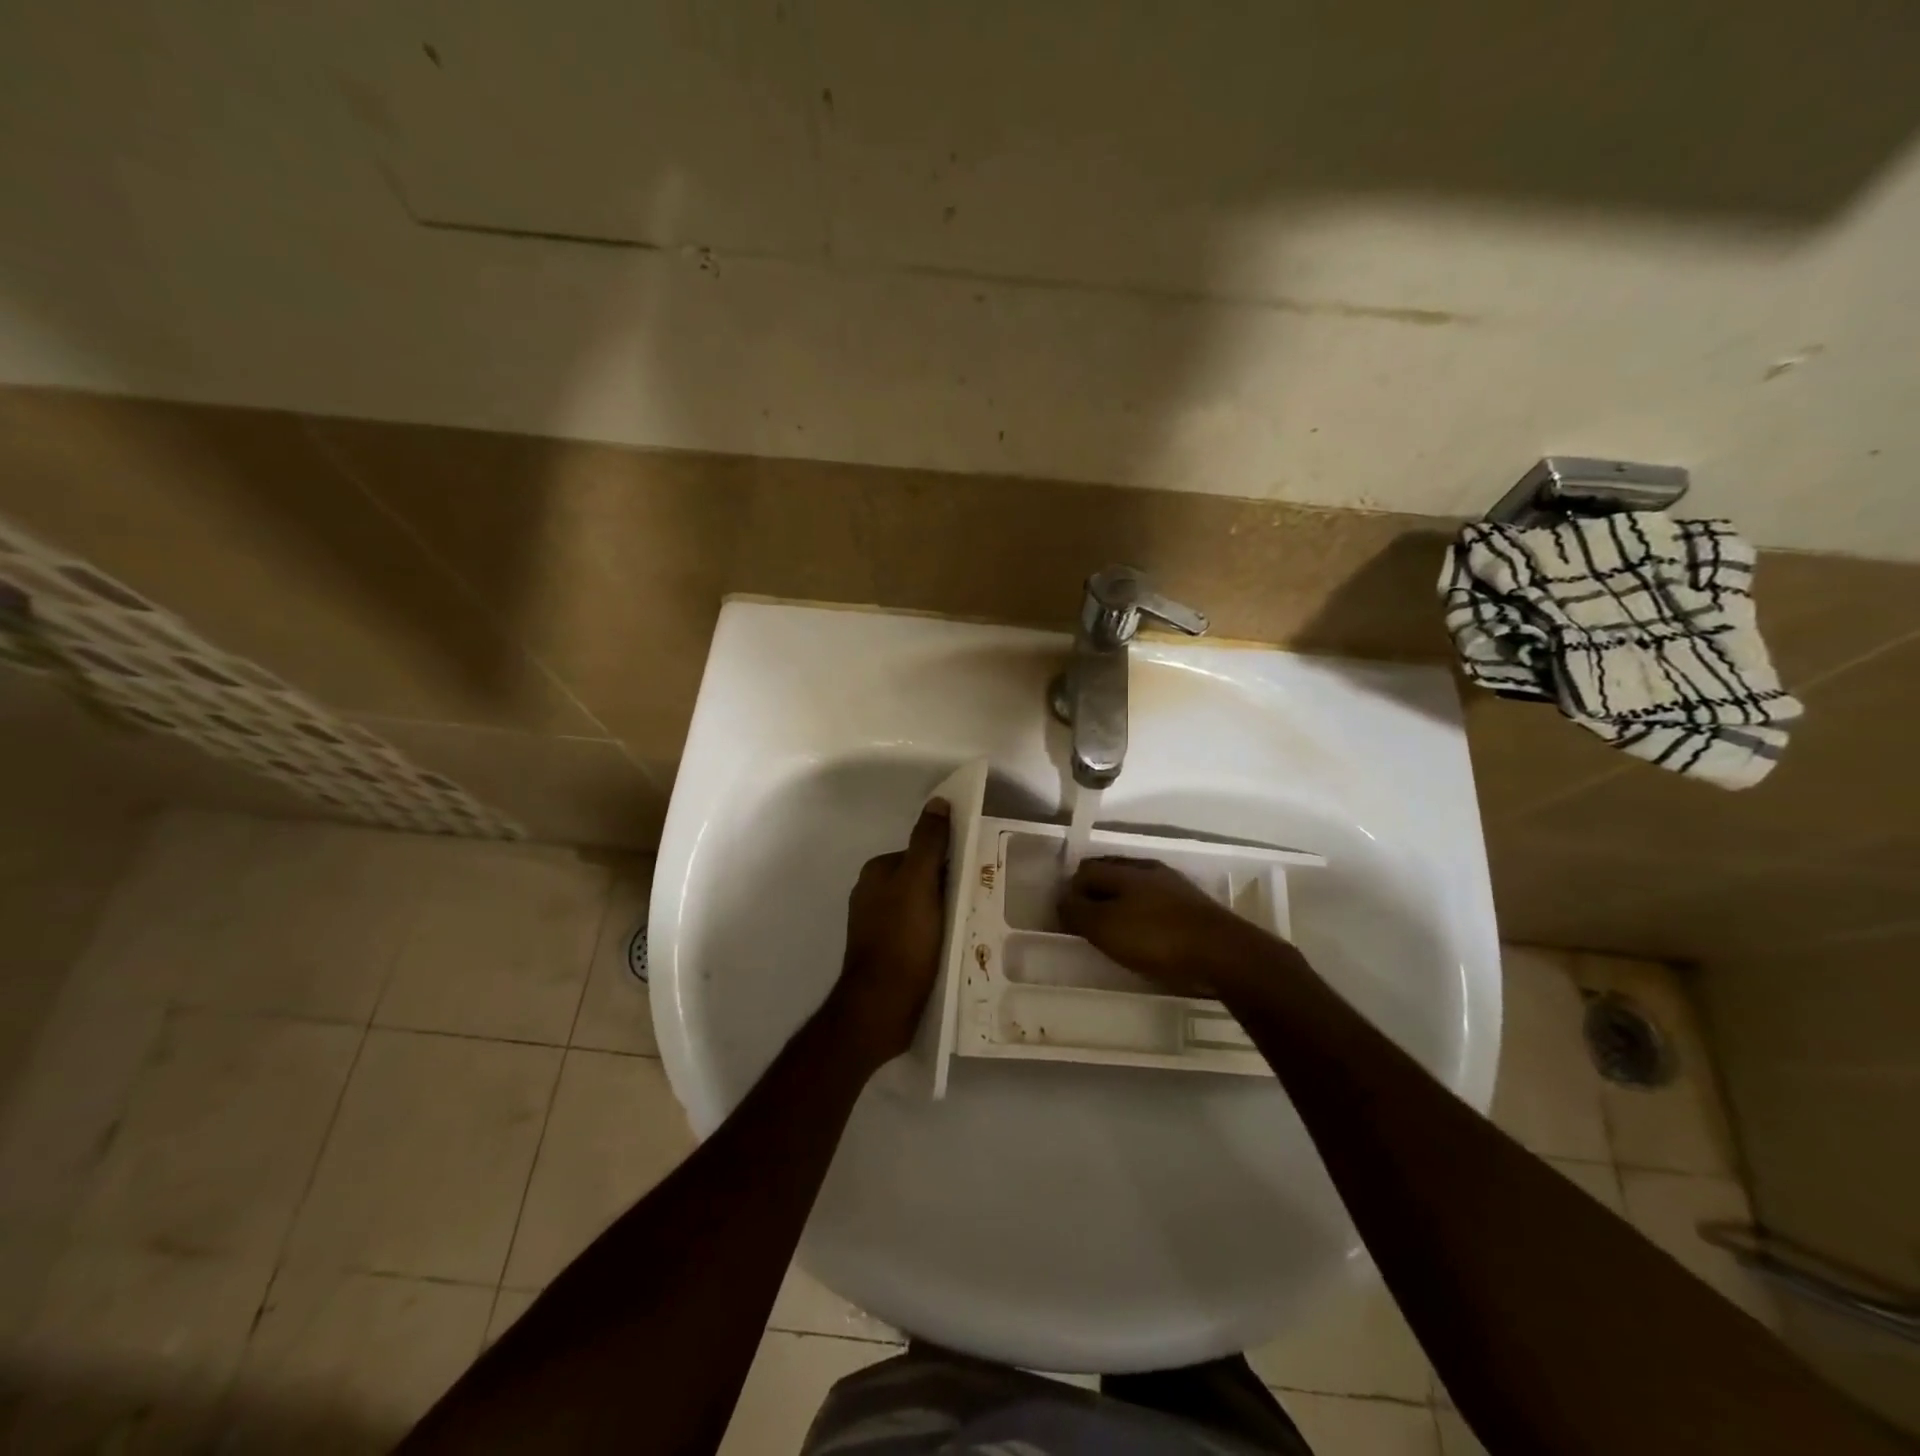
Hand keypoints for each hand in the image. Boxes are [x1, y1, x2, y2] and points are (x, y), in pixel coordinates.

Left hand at [830, 799, 950, 1068]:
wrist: (882, 1005)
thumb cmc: (903, 939)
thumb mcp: (919, 882)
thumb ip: (928, 842)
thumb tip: (938, 802)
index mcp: (876, 872)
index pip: (920, 854)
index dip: (947, 863)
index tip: (971, 876)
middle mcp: (870, 894)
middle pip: (920, 880)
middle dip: (946, 889)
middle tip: (974, 903)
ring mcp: (875, 926)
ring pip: (920, 908)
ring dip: (942, 914)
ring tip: (966, 928)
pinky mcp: (885, 953)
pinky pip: (916, 933)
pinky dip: (933, 936)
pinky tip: (949, 949)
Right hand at [1058, 856, 1289, 998]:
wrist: (1223, 955)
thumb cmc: (1156, 939)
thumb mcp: (1105, 927)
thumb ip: (1079, 911)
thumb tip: (1062, 898)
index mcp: (1124, 871)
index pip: (1086, 870)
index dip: (1070, 890)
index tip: (1065, 916)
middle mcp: (1149, 871)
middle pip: (1111, 874)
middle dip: (1094, 892)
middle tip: (1085, 920)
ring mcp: (1175, 887)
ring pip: (1136, 889)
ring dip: (1120, 903)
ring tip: (1113, 929)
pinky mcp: (1193, 908)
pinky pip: (1156, 904)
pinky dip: (1143, 915)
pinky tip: (1145, 935)